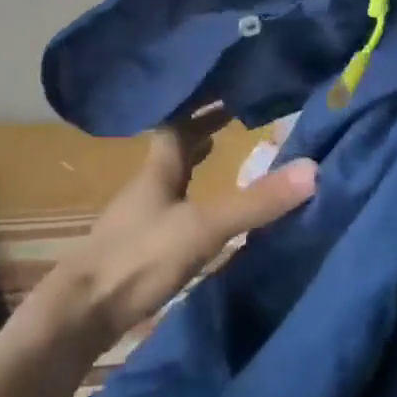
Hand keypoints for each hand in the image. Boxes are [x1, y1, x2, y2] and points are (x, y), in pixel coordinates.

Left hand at [30, 107, 317, 355]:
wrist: (83, 312)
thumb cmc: (140, 256)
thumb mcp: (204, 227)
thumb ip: (255, 202)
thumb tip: (313, 169)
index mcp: (159, 167)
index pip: (178, 121)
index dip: (201, 103)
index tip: (226, 85)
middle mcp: (148, 183)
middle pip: (174, 144)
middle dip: (202, 127)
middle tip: (234, 112)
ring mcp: (140, 214)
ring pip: (171, 174)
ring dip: (195, 159)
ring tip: (221, 149)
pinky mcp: (139, 244)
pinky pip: (171, 204)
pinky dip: (190, 194)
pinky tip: (201, 211)